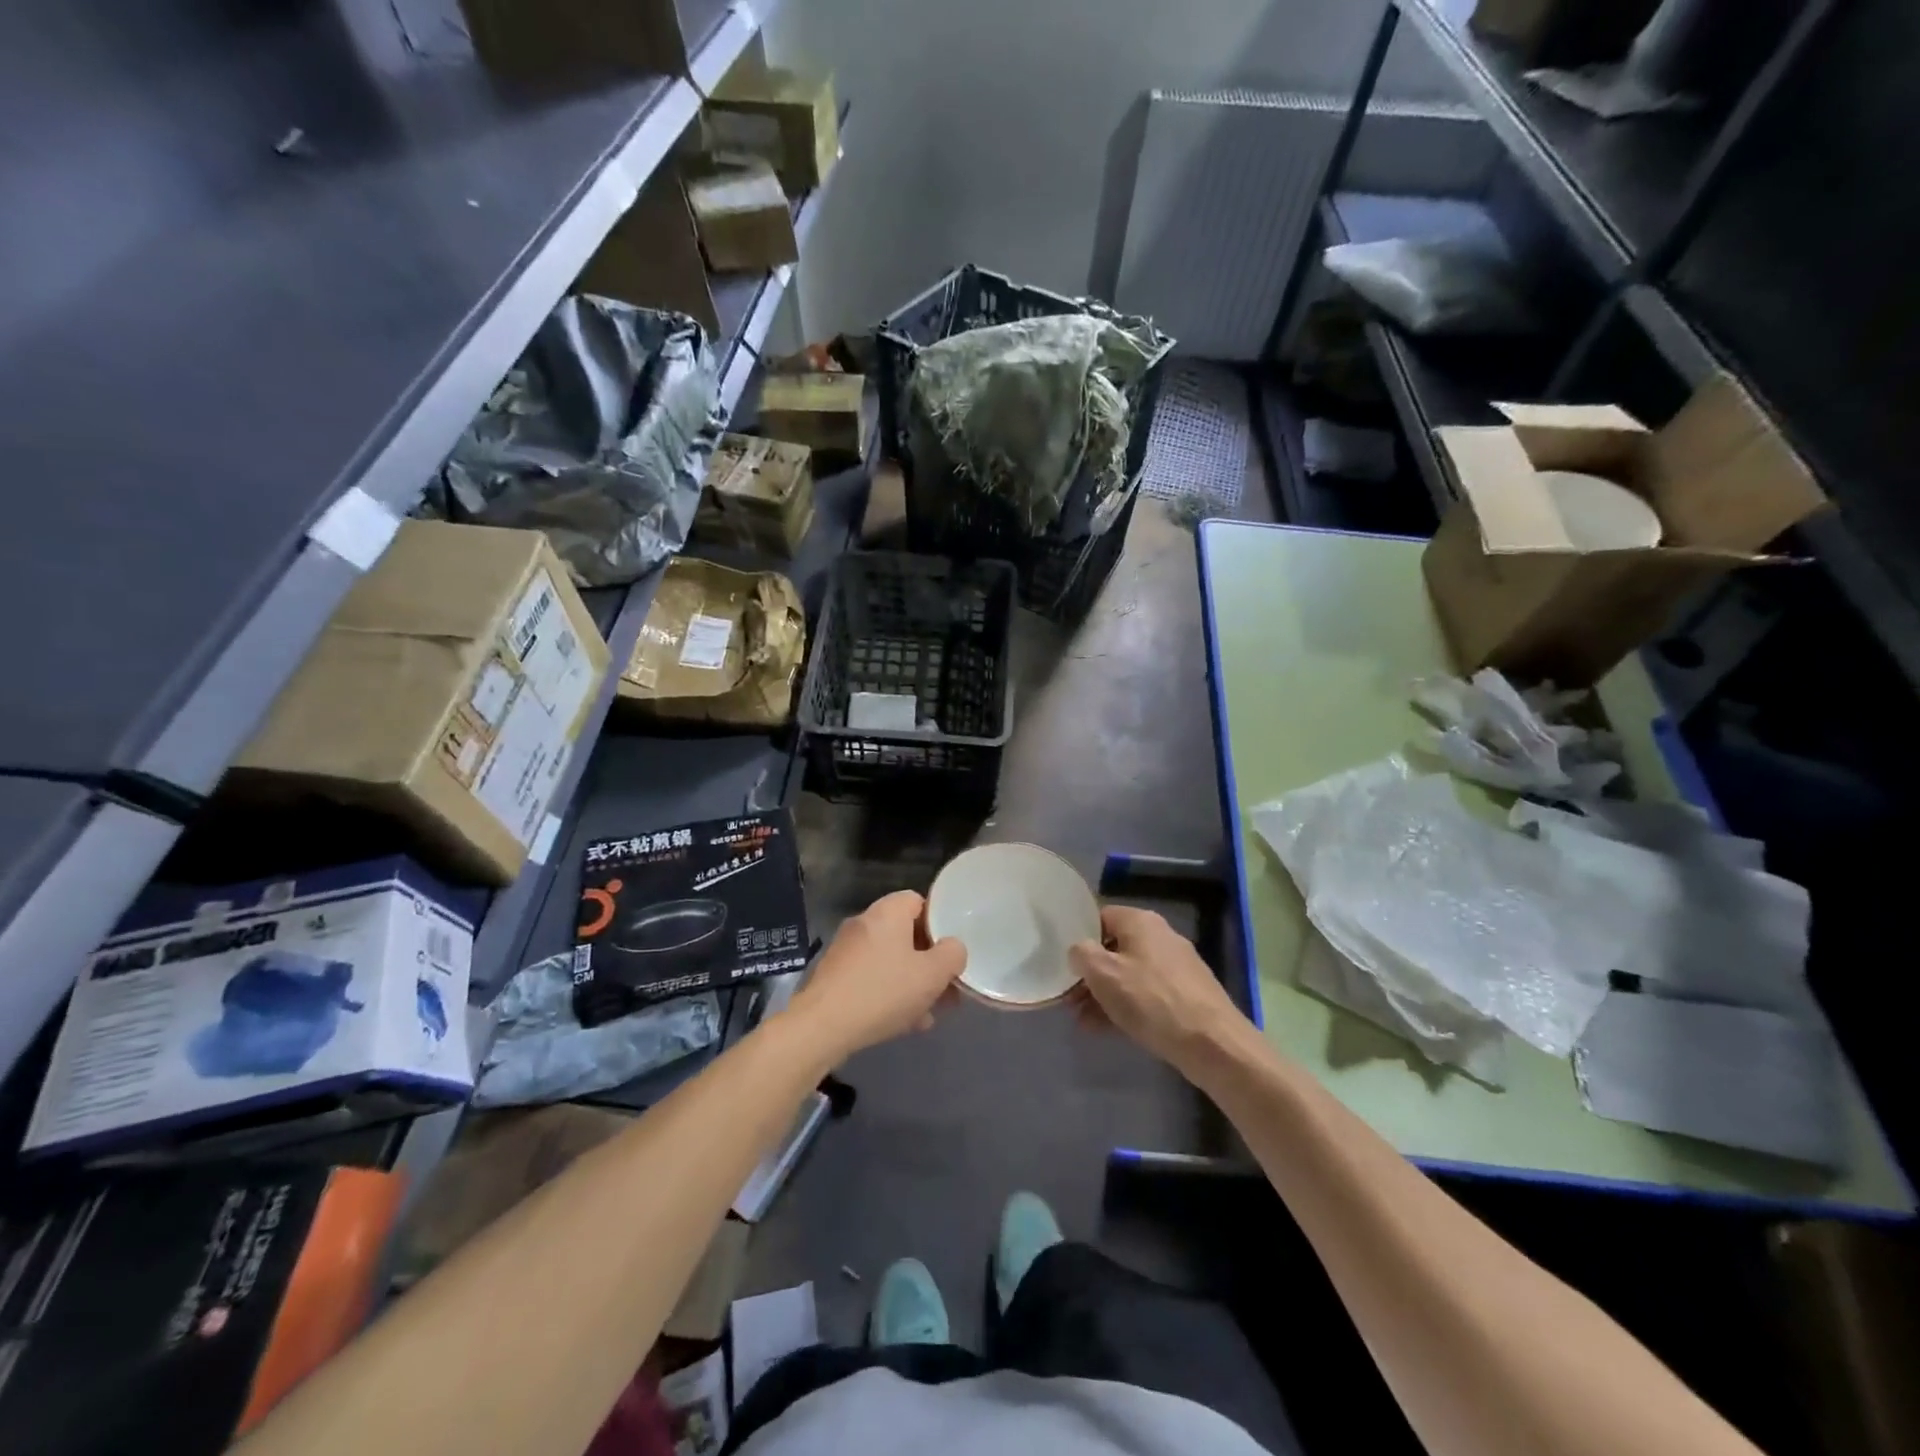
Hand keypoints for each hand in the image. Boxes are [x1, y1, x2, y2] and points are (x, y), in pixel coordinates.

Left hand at [785, 891, 966, 1063]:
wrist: (821, 1027)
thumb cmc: (883, 992)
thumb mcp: (932, 974)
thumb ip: (952, 955)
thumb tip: (952, 948)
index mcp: (887, 912)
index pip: (920, 901)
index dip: (940, 924)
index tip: (951, 951)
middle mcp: (864, 923)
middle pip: (905, 934)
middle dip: (927, 961)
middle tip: (945, 987)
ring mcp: (845, 950)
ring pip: (890, 960)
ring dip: (911, 982)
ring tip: (928, 1012)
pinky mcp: (834, 976)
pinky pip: (871, 978)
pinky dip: (888, 993)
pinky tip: (903, 1023)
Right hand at [1071, 905, 1250, 1072]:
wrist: (1212, 1043)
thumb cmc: (1151, 1000)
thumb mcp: (1103, 973)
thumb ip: (1081, 954)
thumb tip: (1079, 950)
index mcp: (1140, 921)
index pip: (1100, 917)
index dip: (1079, 938)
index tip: (1065, 964)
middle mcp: (1161, 936)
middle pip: (1115, 948)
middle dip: (1091, 974)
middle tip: (1070, 1000)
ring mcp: (1177, 966)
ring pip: (1130, 974)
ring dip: (1105, 994)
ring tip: (1084, 1021)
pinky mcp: (1187, 994)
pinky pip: (1147, 994)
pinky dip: (1127, 1006)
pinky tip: (1108, 1029)